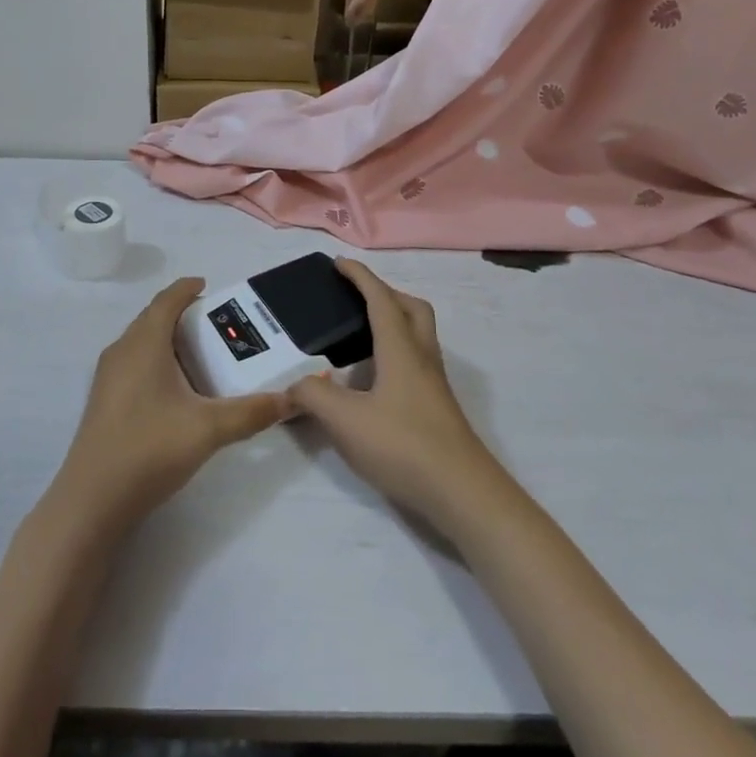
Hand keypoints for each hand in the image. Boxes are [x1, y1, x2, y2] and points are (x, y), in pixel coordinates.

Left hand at [49, 278, 292, 535]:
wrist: (93, 500)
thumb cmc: (150, 448)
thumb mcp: (209, 429)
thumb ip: (252, 412)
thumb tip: (290, 399)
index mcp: (144, 343)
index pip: (166, 300)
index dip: (187, 289)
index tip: (208, 286)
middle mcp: (122, 351)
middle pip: (153, 319)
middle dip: (183, 315)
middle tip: (217, 324)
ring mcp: (108, 377)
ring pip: (142, 343)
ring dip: (169, 340)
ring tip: (202, 354)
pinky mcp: (104, 400)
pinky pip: (134, 364)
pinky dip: (157, 361)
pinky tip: (177, 390)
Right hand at [290, 260, 504, 532]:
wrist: (462, 493)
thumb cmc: (403, 445)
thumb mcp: (345, 421)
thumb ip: (312, 398)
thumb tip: (293, 386)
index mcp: (400, 348)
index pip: (380, 299)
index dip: (360, 277)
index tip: (339, 263)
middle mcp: (421, 357)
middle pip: (412, 309)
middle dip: (385, 293)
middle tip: (356, 298)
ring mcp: (433, 384)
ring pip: (418, 335)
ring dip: (394, 322)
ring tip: (360, 335)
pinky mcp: (437, 408)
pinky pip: (416, 361)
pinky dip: (395, 353)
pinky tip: (373, 379)